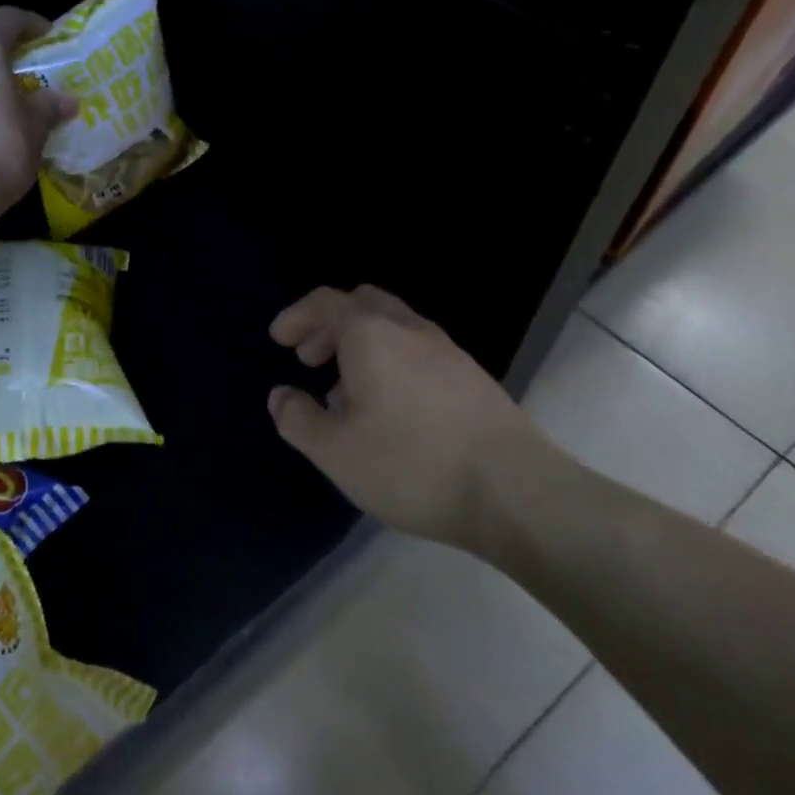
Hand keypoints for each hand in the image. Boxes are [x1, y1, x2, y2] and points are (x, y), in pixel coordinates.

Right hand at [267, 285, 572, 548]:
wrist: (517, 492)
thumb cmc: (412, 464)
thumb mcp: (335, 451)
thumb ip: (298, 419)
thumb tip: (281, 396)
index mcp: (371, 334)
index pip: (325, 303)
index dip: (296, 316)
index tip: (278, 340)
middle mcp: (409, 330)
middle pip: (362, 304)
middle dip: (329, 325)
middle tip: (309, 358)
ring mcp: (447, 351)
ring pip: (393, 326)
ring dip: (361, 344)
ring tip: (346, 391)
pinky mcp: (472, 378)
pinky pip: (417, 350)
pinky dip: (390, 361)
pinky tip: (390, 409)